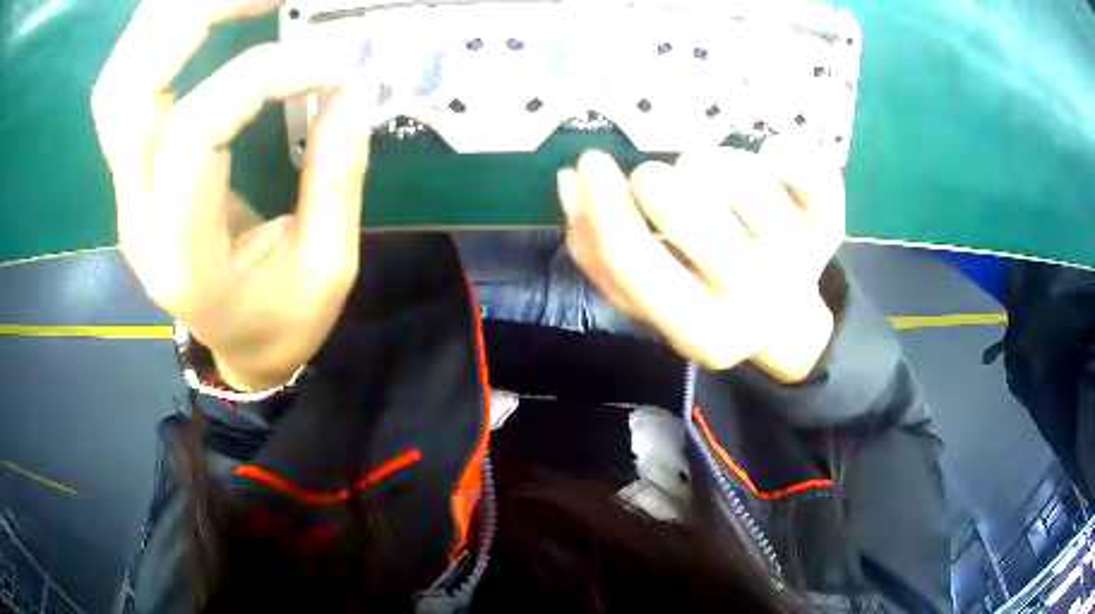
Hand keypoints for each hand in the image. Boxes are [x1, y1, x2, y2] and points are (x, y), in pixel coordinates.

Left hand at [91, 0, 376, 389]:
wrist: (234, 348)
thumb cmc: (280, 323)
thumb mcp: (327, 267)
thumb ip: (337, 171)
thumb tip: (358, 81)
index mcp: (181, 254)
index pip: (197, 132)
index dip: (263, 75)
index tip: (333, 58)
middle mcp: (136, 214)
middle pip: (131, 89)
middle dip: (197, 18)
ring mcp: (126, 188)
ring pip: (119, 79)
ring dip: (172, 21)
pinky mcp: (134, 168)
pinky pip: (127, 85)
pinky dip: (161, 38)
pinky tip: (207, 17)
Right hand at [557, 145, 845, 383]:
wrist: (786, 322)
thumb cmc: (708, 305)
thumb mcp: (649, 300)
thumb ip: (599, 254)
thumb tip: (570, 183)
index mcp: (701, 332)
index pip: (632, 260)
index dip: (599, 205)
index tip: (589, 165)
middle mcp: (754, 301)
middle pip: (676, 197)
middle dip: (654, 181)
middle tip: (663, 191)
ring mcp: (798, 261)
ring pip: (729, 168)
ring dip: (707, 164)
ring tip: (713, 186)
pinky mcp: (828, 225)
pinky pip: (807, 167)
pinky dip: (785, 151)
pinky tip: (772, 160)